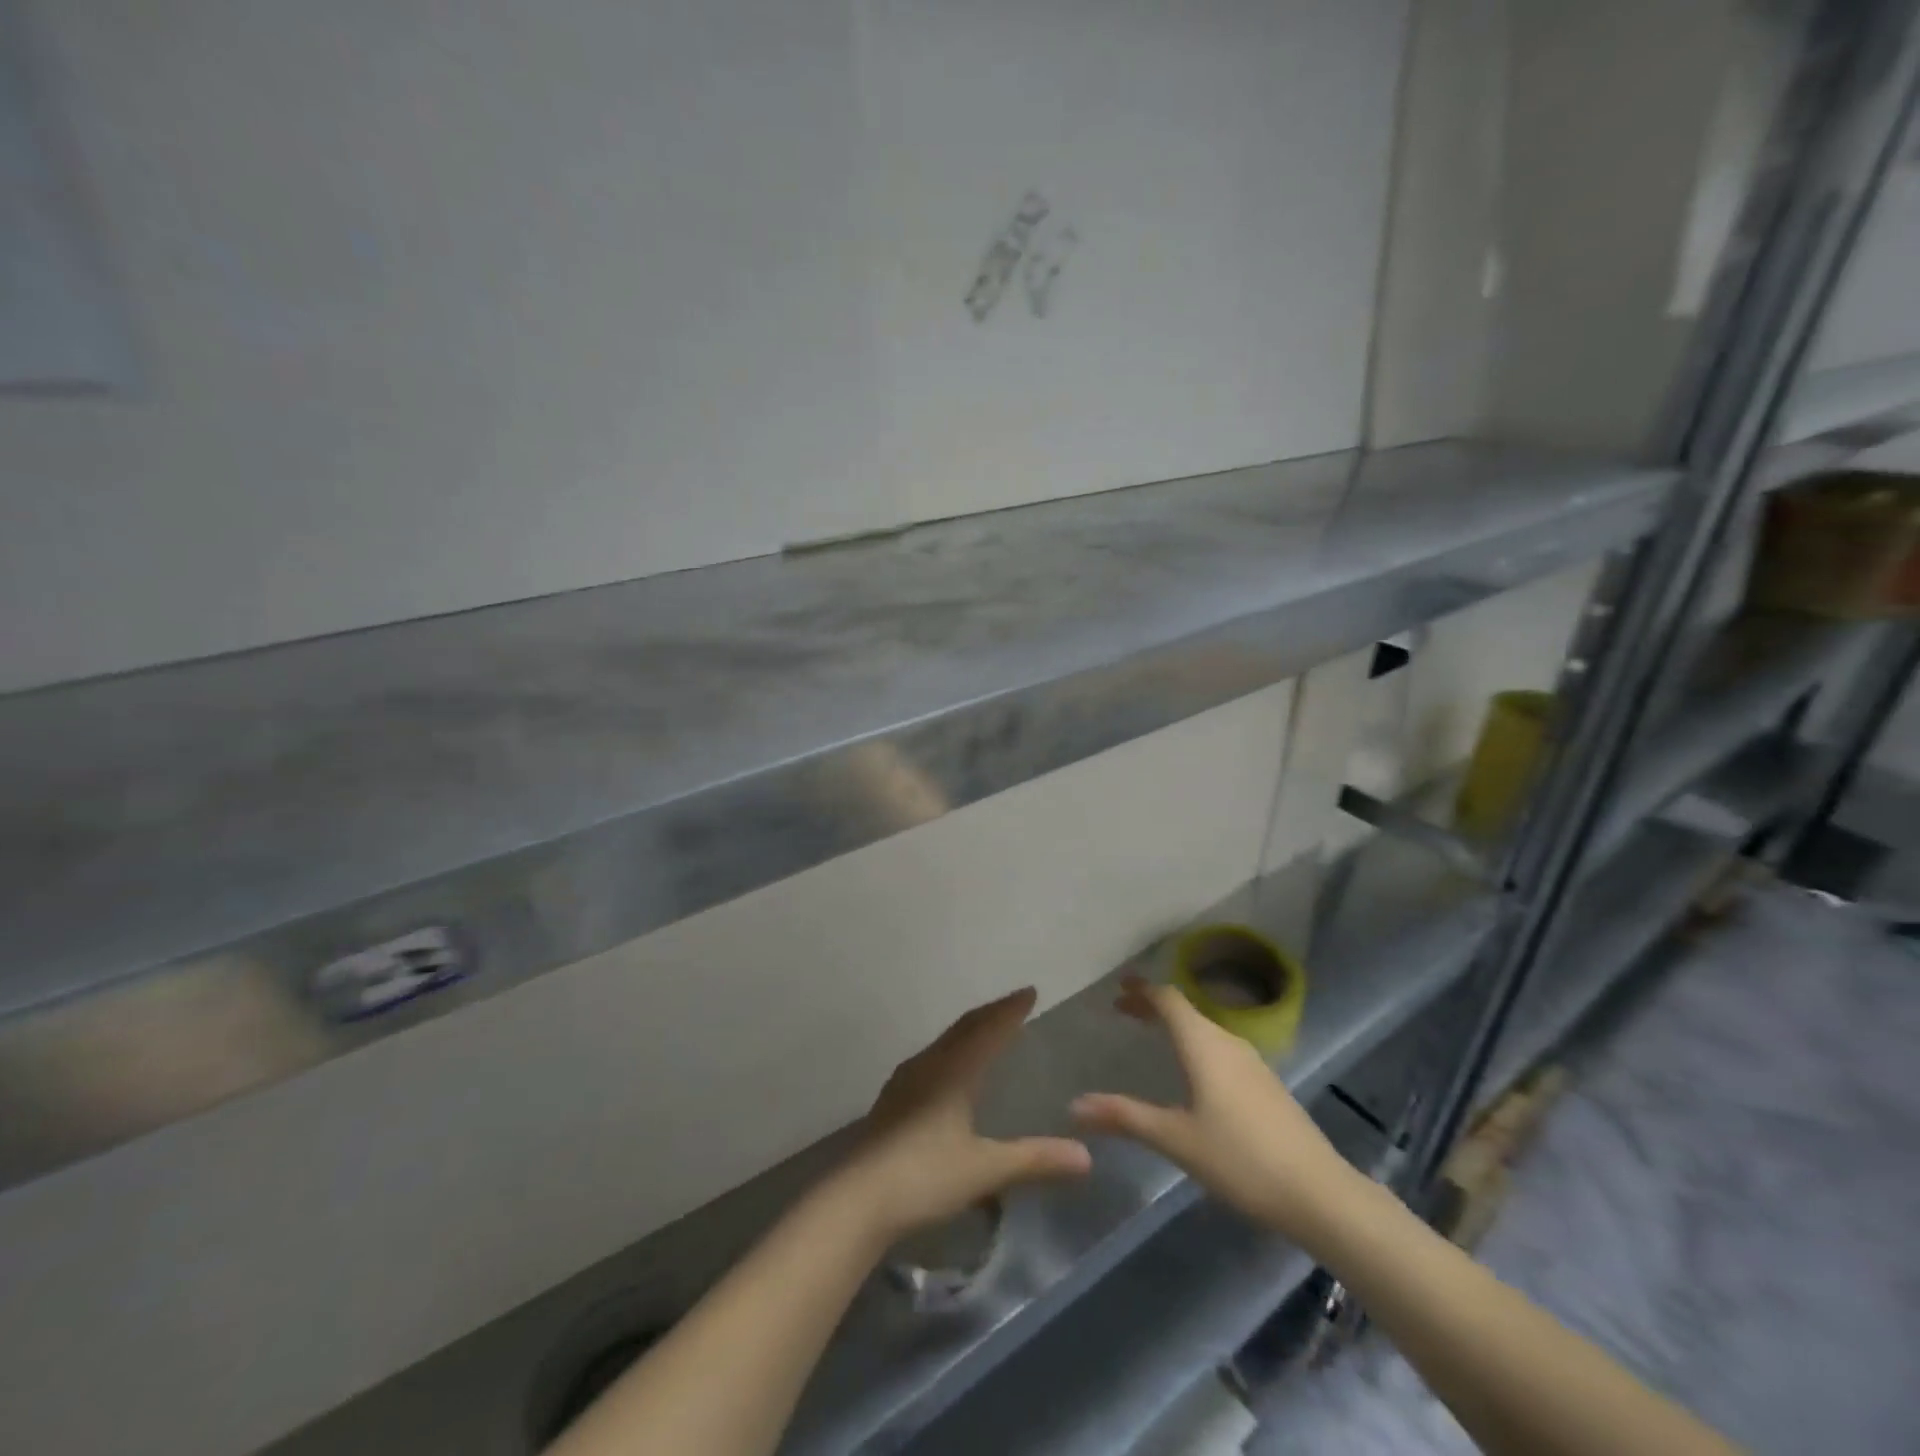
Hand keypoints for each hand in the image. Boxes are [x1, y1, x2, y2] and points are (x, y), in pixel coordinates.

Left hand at [833, 988, 1091, 1243]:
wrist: (857, 1200)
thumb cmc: (924, 1176)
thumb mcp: (986, 1169)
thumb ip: (1035, 1160)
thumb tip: (1086, 1156)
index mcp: (953, 1070)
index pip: (988, 1028)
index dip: (1010, 1010)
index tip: (1030, 992)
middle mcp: (928, 1065)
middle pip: (964, 1028)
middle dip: (991, 1014)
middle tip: (1014, 1004)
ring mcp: (905, 1081)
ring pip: (944, 1042)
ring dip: (969, 1031)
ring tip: (986, 1031)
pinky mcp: (892, 1101)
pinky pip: (931, 1059)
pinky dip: (951, 1051)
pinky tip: (948, 1070)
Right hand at [1072, 976, 1365, 1248]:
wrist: (1320, 1193)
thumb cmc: (1241, 1159)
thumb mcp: (1176, 1139)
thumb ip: (1125, 1116)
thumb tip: (1074, 1104)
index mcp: (1204, 1044)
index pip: (1168, 999)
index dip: (1142, 990)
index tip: (1117, 987)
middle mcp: (1228, 1042)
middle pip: (1186, 1010)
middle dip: (1153, 1006)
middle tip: (1124, 1010)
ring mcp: (1252, 1062)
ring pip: (1206, 1029)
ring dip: (1176, 1026)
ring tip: (1152, 1035)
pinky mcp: (1266, 1084)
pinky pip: (1220, 1047)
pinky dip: (1196, 1044)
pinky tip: (1193, 1072)